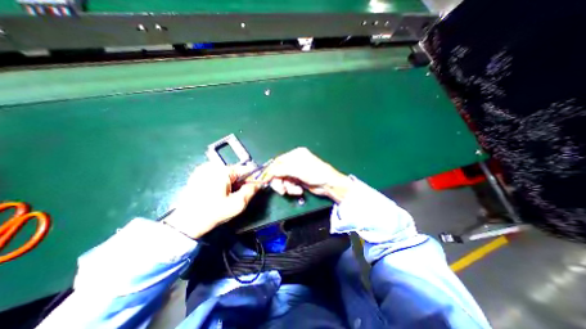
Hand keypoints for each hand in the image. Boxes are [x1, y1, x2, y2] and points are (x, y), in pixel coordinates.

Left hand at [160, 162, 258, 238]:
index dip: (253, 178)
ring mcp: (203, 169)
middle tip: (241, 195)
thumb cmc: (213, 213)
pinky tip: (219, 194)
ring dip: (233, 183)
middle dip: (242, 182)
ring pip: (227, 174)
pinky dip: (223, 183)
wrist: (185, 224)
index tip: (257, 187)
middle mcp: (213, 166)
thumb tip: (260, 183)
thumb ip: (251, 191)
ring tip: (229, 196)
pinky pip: (218, 176)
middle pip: (236, 171)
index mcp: (222, 170)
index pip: (245, 169)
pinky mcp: (198, 175)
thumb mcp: (236, 204)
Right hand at [262, 146, 351, 202]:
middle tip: (281, 190)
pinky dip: (292, 189)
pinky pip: (290, 184)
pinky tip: (299, 190)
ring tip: (295, 190)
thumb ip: (280, 170)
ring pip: (284, 179)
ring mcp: (297, 171)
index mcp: (295, 154)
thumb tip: (268, 172)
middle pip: (279, 171)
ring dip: (287, 187)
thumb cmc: (314, 172)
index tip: (265, 180)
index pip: (278, 161)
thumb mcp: (296, 169)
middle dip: (279, 181)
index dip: (271, 171)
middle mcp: (295, 161)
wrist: (328, 184)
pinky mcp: (299, 180)